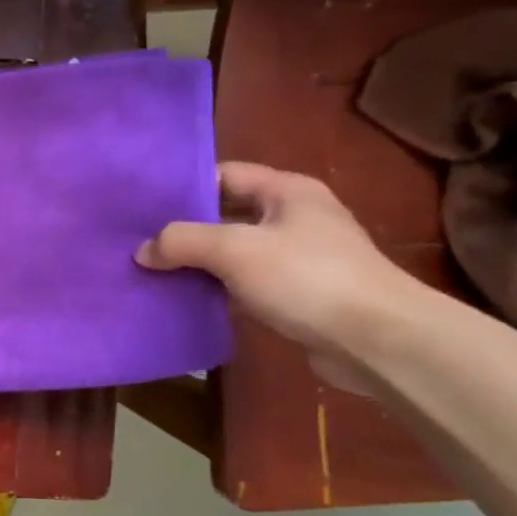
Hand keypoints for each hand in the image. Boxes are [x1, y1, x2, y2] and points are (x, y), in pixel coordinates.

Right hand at [136, 162, 417, 388]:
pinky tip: (188, 300)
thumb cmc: (306, 278)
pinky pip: (246, 284)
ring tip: (154, 272)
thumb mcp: (234, 250)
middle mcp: (295, 218)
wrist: (376, 340)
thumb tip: (142, 251)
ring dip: (199, 263)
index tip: (144, 205)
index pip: (224, 175)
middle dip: (186, 229)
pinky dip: (218, 290)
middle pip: (227, 215)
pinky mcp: (298, 295)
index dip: (185, 186)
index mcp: (287, 191)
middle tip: (139, 241)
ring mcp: (300, 258)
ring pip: (235, 253)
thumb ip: (182, 242)